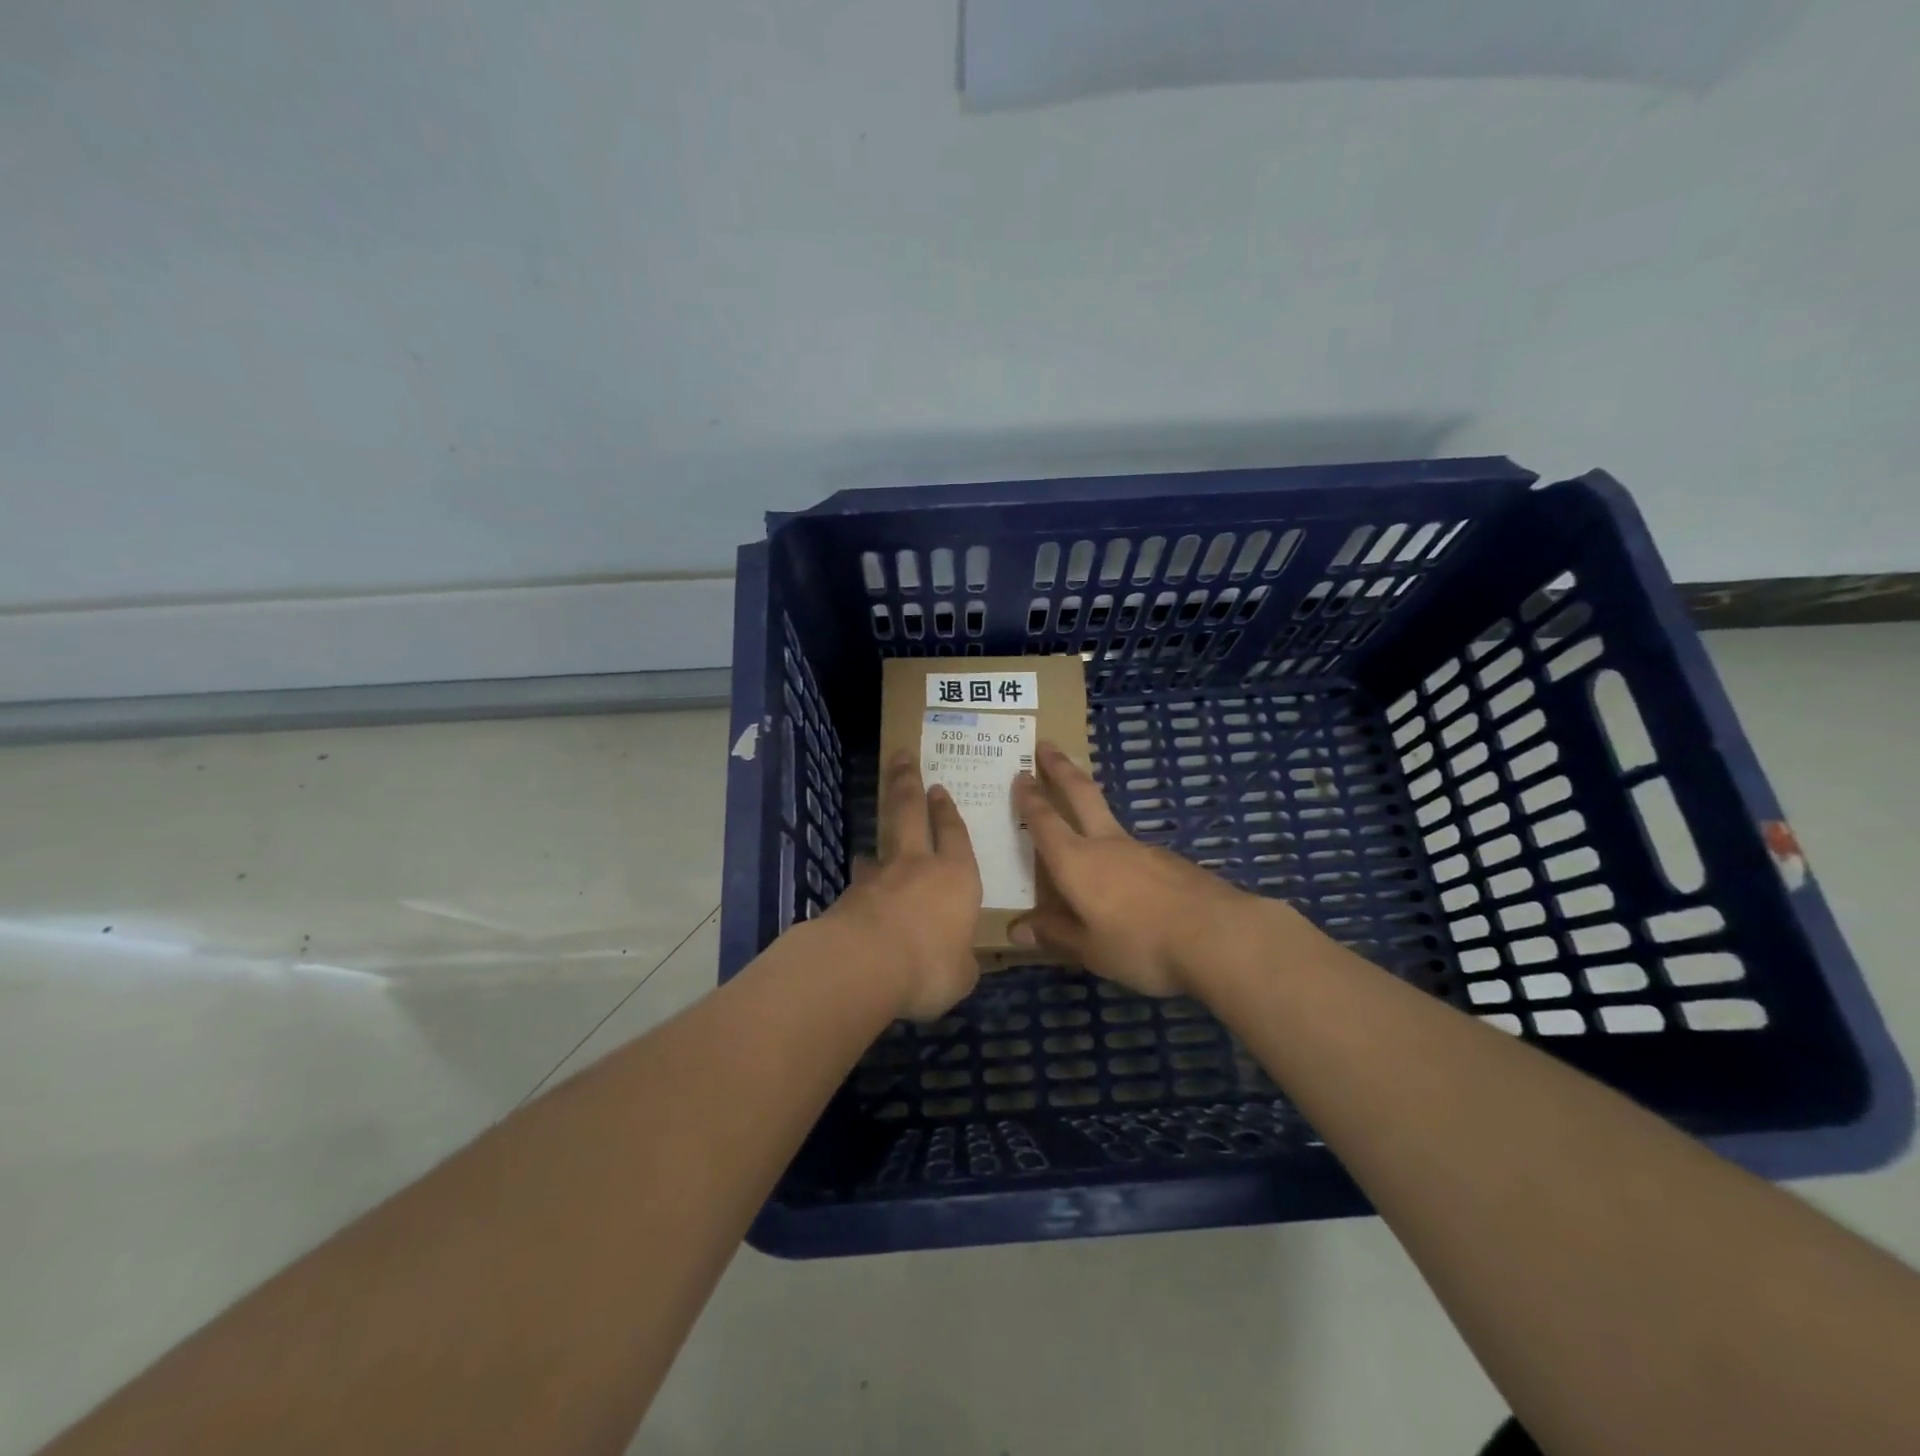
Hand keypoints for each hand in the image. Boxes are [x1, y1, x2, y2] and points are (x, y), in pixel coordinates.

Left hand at [826, 752, 983, 1020]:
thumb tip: (957, 962)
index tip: (940, 789)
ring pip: (879, 847)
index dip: (948, 812)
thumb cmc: (929, 966)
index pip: (955, 834)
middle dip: (908, 783)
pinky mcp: (848, 897)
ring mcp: (878, 878)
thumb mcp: (960, 975)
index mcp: (956, 877)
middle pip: (911, 812)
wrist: (862, 966)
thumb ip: (960, 962)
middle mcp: (917, 866)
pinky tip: (857, 897)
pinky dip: (861, 886)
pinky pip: (859, 885)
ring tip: (872, 845)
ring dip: (878, 841)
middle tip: (902, 757)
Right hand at [1011, 742, 1274, 997]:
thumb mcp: (1091, 950)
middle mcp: (1107, 844)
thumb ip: (1056, 935)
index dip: (1030, 798)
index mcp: (1077, 862)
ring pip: (1110, 822)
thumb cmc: (1142, 944)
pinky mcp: (1172, 862)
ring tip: (1083, 825)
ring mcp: (1144, 849)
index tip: (1020, 774)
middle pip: (1080, 794)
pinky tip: (1128, 879)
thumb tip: (1017, 930)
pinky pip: (1135, 852)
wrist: (1220, 936)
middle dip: (1060, 768)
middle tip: (1047, 744)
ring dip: (1092, 809)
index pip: (1045, 821)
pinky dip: (1121, 853)